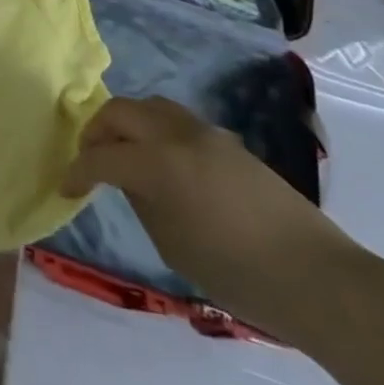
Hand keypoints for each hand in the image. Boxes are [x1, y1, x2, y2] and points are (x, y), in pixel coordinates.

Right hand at [62, 95, 366, 336]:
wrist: (319, 278)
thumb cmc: (238, 273)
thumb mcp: (172, 244)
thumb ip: (141, 200)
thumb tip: (128, 179)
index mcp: (158, 163)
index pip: (101, 156)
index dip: (77, 171)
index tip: (65, 188)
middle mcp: (177, 135)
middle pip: (119, 112)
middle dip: (96, 132)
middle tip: (89, 160)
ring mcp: (206, 133)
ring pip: (149, 106)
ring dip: (126, 123)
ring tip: (122, 152)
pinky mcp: (229, 142)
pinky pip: (177, 120)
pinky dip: (155, 130)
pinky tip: (160, 160)